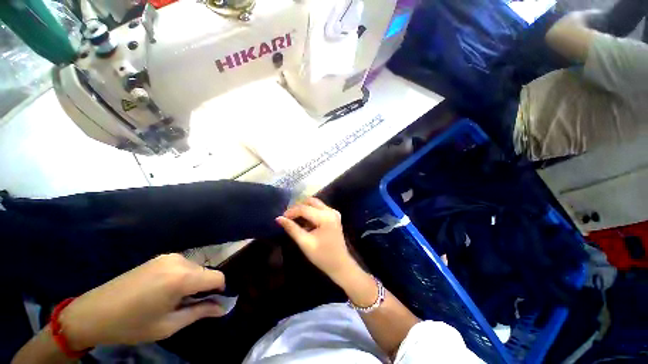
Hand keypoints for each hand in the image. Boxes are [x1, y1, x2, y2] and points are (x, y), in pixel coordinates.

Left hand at [60, 254, 226, 349]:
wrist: (93, 312)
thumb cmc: (131, 325)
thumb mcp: (168, 325)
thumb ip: (200, 312)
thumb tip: (223, 307)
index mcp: (182, 278)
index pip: (218, 277)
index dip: (219, 291)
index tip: (210, 304)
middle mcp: (179, 261)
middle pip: (206, 272)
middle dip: (203, 288)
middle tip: (187, 306)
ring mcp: (169, 257)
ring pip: (195, 268)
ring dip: (192, 283)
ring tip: (173, 299)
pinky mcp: (160, 257)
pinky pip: (183, 266)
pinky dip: (183, 277)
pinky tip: (164, 290)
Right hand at [276, 198, 357, 284]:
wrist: (340, 264)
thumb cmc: (322, 256)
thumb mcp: (305, 243)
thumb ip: (292, 229)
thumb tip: (279, 219)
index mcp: (325, 217)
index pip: (304, 208)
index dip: (291, 211)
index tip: (281, 217)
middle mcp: (331, 211)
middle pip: (311, 201)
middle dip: (298, 207)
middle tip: (288, 216)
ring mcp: (334, 212)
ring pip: (315, 203)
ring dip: (304, 208)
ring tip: (294, 219)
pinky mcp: (334, 216)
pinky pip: (320, 208)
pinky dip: (311, 212)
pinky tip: (305, 222)